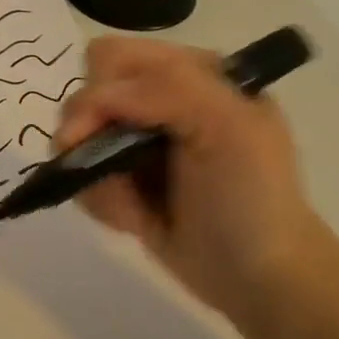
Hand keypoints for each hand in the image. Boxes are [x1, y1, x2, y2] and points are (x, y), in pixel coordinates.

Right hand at [53, 36, 337, 321]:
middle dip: (90, 135)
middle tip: (106, 169)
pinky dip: (99, 201)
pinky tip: (133, 221)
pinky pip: (81, 176)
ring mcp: (138, 142)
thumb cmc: (252, 198)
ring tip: (132, 208)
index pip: (115, 56)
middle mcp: (159, 100)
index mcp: (190, 72)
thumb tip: (91, 101)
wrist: (261, 282)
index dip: (101, 88)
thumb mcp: (227, 125)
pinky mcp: (123, 180)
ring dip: (97, 176)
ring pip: (76, 139)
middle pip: (86, 94)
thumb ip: (166, 88)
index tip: (102, 130)